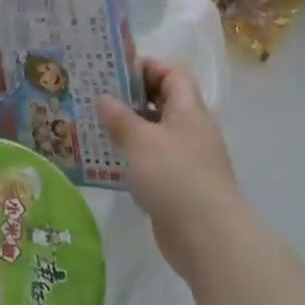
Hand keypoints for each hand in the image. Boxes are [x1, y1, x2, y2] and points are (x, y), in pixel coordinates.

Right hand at [94, 59, 240, 281]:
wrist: (208, 237)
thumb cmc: (174, 176)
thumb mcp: (140, 140)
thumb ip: (119, 117)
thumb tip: (103, 98)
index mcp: (189, 110)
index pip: (173, 74)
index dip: (147, 67)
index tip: (115, 71)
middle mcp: (192, 130)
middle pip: (164, 102)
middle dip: (132, 98)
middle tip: (97, 97)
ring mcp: (188, 160)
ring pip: (156, 133)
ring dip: (130, 129)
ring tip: (96, 127)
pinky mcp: (181, 186)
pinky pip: (154, 161)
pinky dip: (134, 157)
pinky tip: (109, 161)